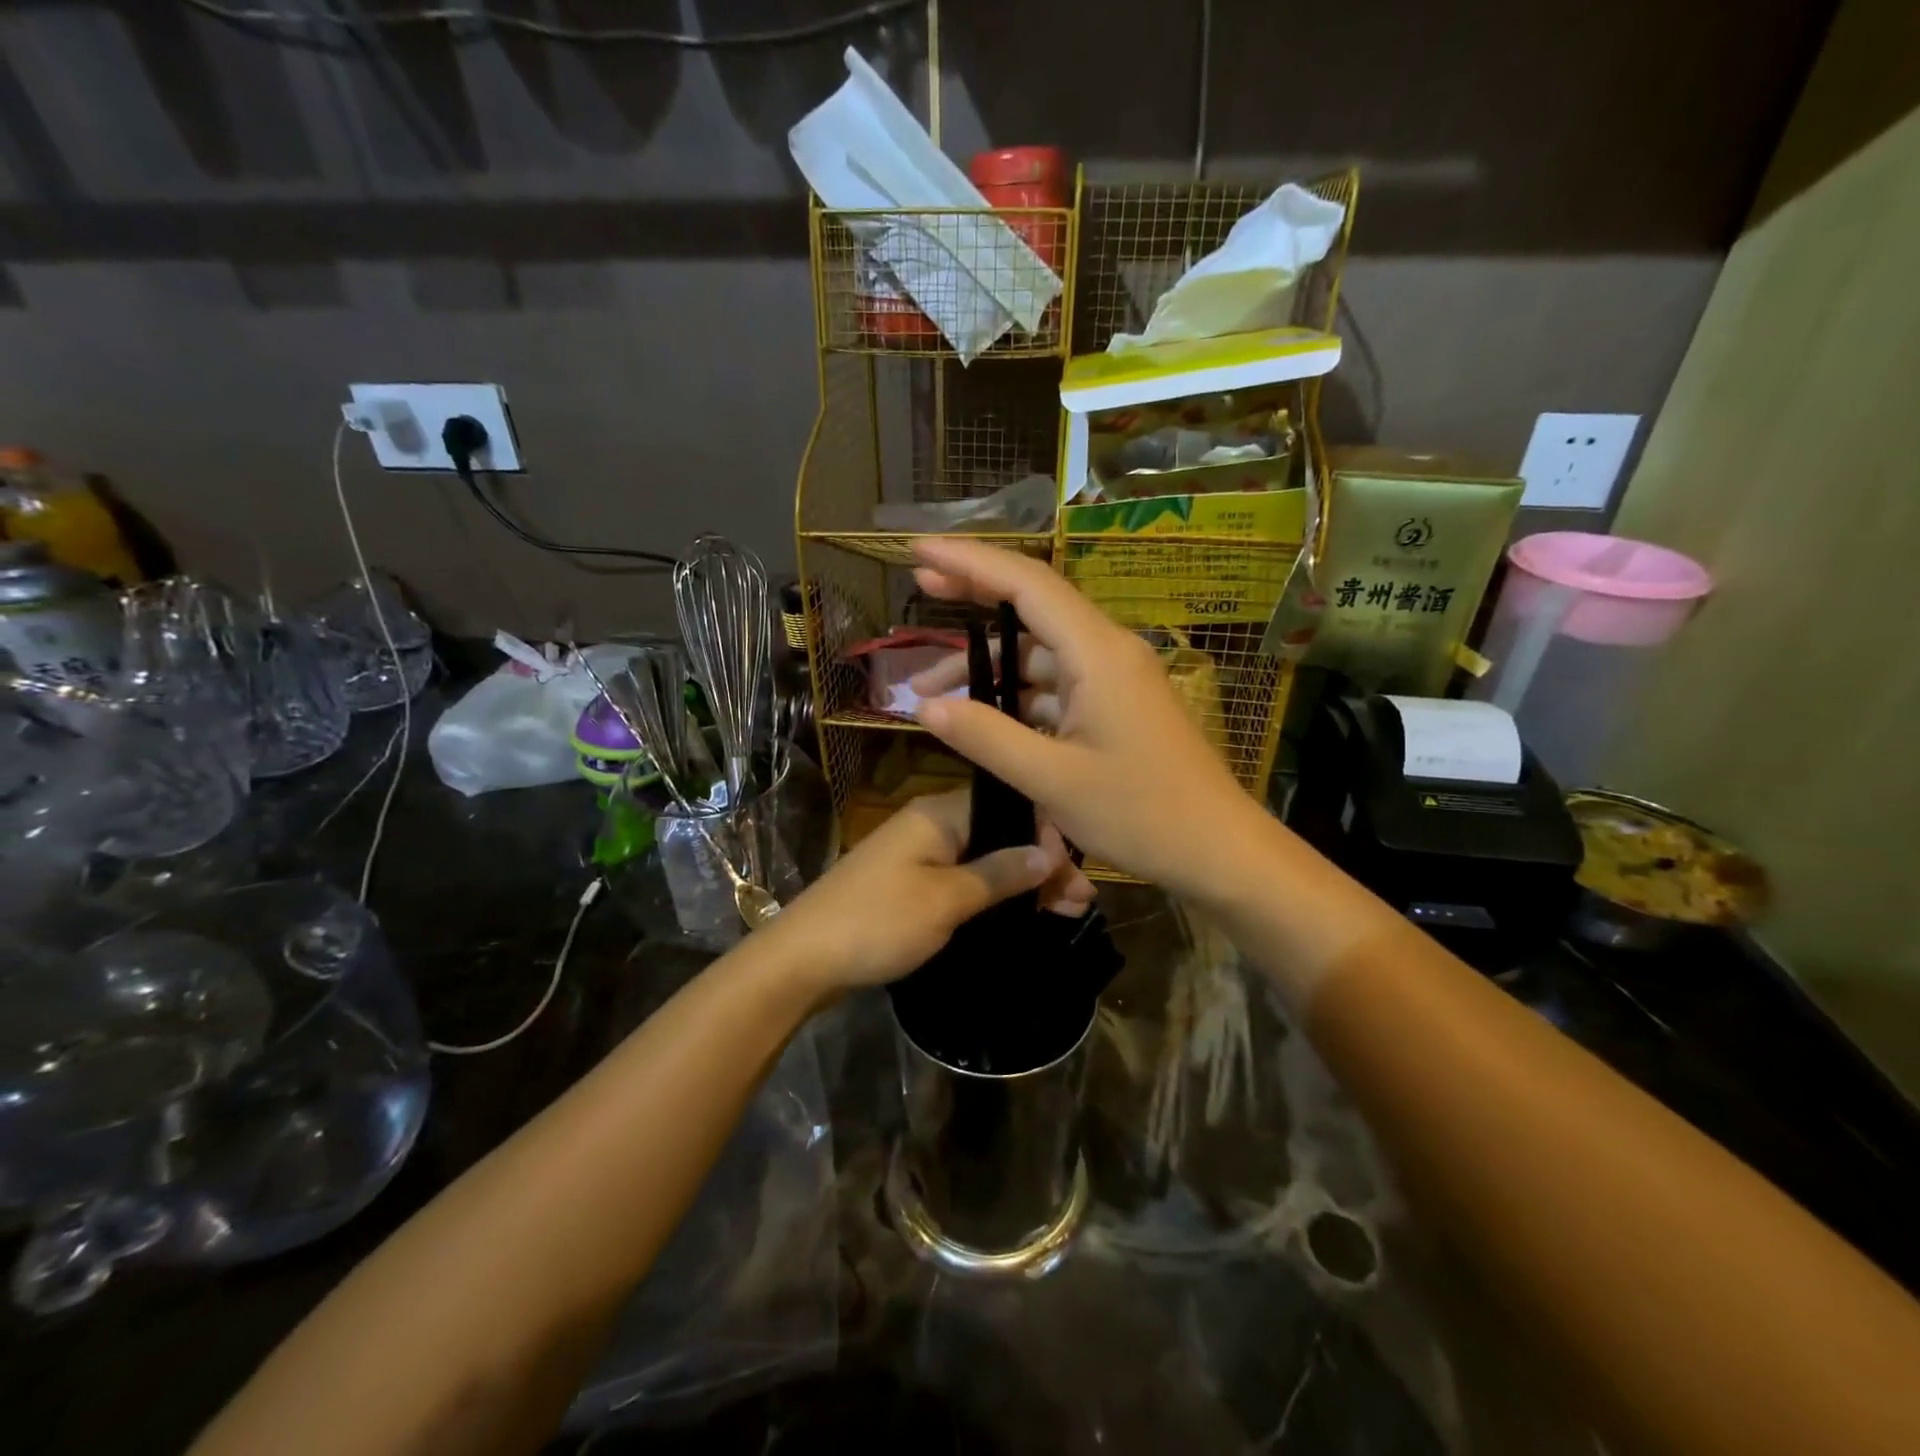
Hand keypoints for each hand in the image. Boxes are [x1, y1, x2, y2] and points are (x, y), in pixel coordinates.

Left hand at [761, 788, 1094, 997]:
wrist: (802, 960)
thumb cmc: (878, 922)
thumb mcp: (947, 899)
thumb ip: (1000, 872)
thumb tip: (1050, 851)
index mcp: (939, 814)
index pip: (1008, 805)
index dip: (1047, 834)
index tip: (1078, 872)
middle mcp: (931, 824)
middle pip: (1000, 833)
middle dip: (1042, 864)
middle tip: (1082, 902)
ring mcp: (919, 853)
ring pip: (986, 858)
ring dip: (1023, 882)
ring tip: (1066, 911)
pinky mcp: (912, 882)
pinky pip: (965, 877)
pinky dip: (995, 893)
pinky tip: (1023, 912)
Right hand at [908, 537, 1265, 899]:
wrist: (1218, 850)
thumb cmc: (1142, 814)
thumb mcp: (1052, 780)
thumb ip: (986, 737)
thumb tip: (926, 707)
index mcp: (1097, 654)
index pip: (1025, 584)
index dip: (969, 562)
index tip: (919, 551)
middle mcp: (1108, 651)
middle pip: (1033, 605)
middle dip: (974, 595)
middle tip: (919, 588)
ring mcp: (1114, 678)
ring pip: (1040, 653)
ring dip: (988, 665)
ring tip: (927, 690)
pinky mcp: (1116, 705)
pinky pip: (1057, 683)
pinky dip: (1016, 694)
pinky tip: (982, 716)